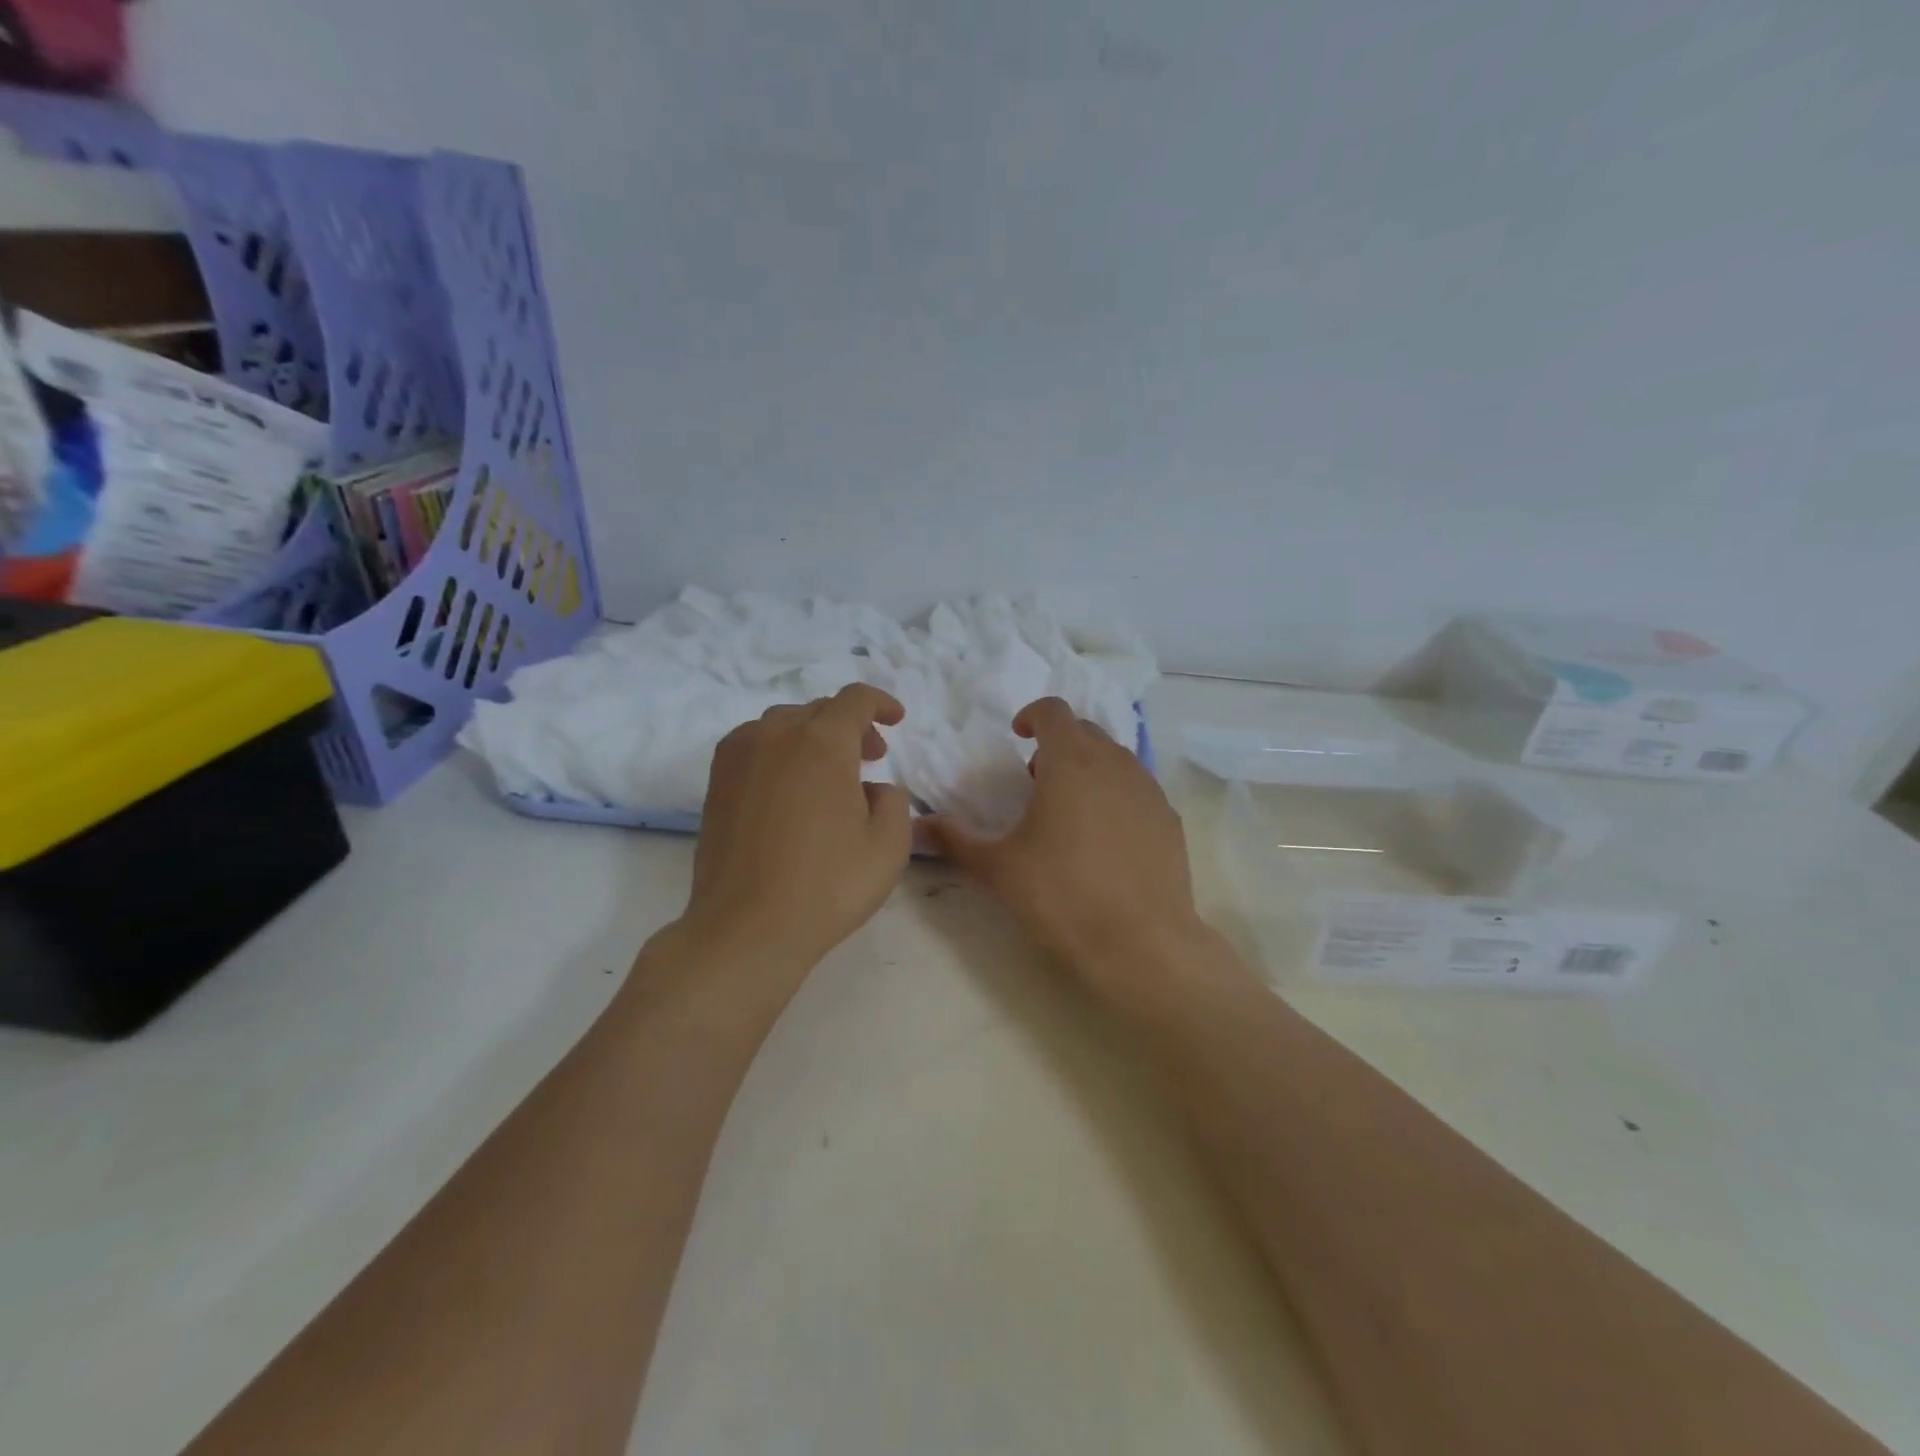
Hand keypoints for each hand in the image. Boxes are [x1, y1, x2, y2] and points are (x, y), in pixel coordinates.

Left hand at [676, 684, 913, 984]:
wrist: (746, 927)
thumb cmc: (827, 885)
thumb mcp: (889, 845)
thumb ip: (893, 800)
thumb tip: (871, 788)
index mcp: (822, 741)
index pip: (855, 700)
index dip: (881, 703)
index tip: (896, 720)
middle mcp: (776, 734)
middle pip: (819, 710)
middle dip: (851, 726)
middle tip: (871, 757)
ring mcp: (739, 756)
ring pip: (783, 724)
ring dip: (813, 736)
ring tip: (828, 773)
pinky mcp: (716, 781)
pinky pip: (754, 744)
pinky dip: (779, 749)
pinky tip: (788, 785)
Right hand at [926, 698, 1211, 1011]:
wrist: (1141, 944)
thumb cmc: (1061, 895)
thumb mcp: (998, 868)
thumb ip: (955, 840)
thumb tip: (919, 826)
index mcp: (1071, 762)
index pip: (1053, 711)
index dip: (1032, 716)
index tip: (1017, 737)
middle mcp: (1115, 764)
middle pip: (1085, 731)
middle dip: (1058, 743)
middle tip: (1036, 779)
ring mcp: (1148, 790)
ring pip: (1115, 758)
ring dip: (1089, 767)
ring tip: (1069, 809)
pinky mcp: (1169, 819)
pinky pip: (1138, 789)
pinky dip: (1116, 794)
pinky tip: (1105, 838)